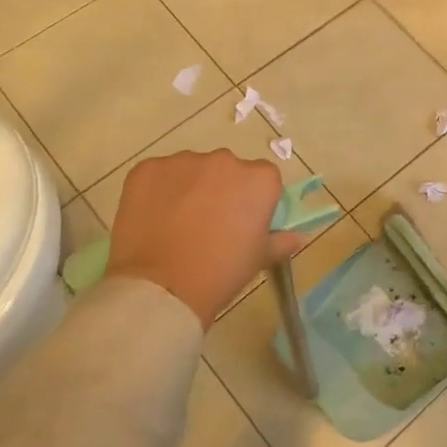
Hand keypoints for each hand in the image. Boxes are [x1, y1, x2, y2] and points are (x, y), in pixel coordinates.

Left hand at [104, 150, 301, 328]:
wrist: (163, 287)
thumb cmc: (222, 272)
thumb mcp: (259, 259)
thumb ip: (281, 241)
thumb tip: (298, 237)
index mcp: (259, 179)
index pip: (262, 178)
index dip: (251, 199)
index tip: (241, 222)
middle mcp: (225, 160)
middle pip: (226, 169)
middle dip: (219, 189)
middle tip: (207, 224)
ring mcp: (184, 161)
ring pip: (191, 169)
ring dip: (188, 188)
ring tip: (176, 223)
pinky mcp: (148, 168)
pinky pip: (158, 174)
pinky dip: (157, 190)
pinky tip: (153, 218)